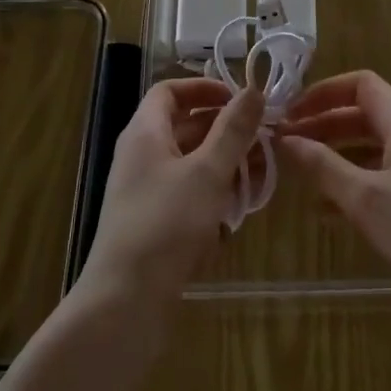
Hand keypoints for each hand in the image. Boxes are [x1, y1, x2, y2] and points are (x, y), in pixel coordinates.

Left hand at [75, 79, 264, 319]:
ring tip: (261, 176)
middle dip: (226, 131)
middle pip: (185, 126)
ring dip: (225, 165)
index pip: (170, 91)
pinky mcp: (154, 223)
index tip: (241, 100)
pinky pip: (188, 195)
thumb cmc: (166, 224)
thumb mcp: (207, 172)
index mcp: (145, 132)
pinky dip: (213, 196)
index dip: (204, 88)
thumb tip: (253, 89)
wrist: (125, 302)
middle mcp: (141, 155)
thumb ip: (233, 130)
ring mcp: (146, 191)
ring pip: (191, 163)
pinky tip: (238, 213)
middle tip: (265, 139)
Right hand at [279, 71, 390, 320]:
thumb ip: (323, 166)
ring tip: (299, 176)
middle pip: (362, 115)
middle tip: (285, 146)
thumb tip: (285, 139)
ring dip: (335, 156)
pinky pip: (383, 176)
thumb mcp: (366, 198)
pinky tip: (329, 212)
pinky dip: (354, 183)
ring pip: (370, 147)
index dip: (323, 93)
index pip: (360, 84)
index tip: (289, 113)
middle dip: (323, 126)